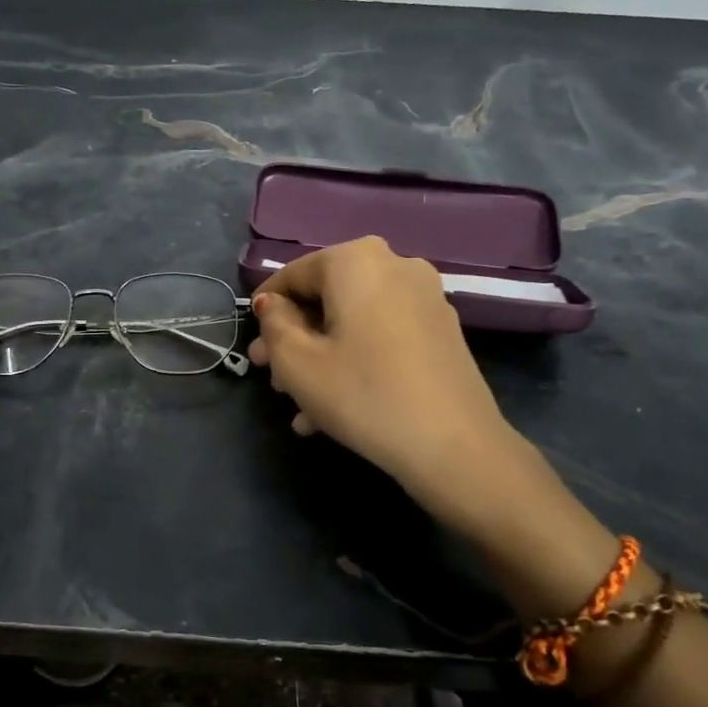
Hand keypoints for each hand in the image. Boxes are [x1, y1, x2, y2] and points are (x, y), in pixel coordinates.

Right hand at [250, 237, 616, 606]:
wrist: (453, 446)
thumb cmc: (362, 394)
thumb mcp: (297, 362)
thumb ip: (274, 325)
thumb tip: (273, 306)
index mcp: (356, 260)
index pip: (293, 275)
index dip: (267, 311)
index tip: (254, 346)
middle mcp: (395, 265)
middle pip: (326, 298)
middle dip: (294, 338)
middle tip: (271, 376)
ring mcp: (424, 297)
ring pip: (353, 321)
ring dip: (321, 356)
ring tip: (299, 403)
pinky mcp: (441, 330)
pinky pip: (382, 336)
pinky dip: (355, 360)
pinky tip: (334, 407)